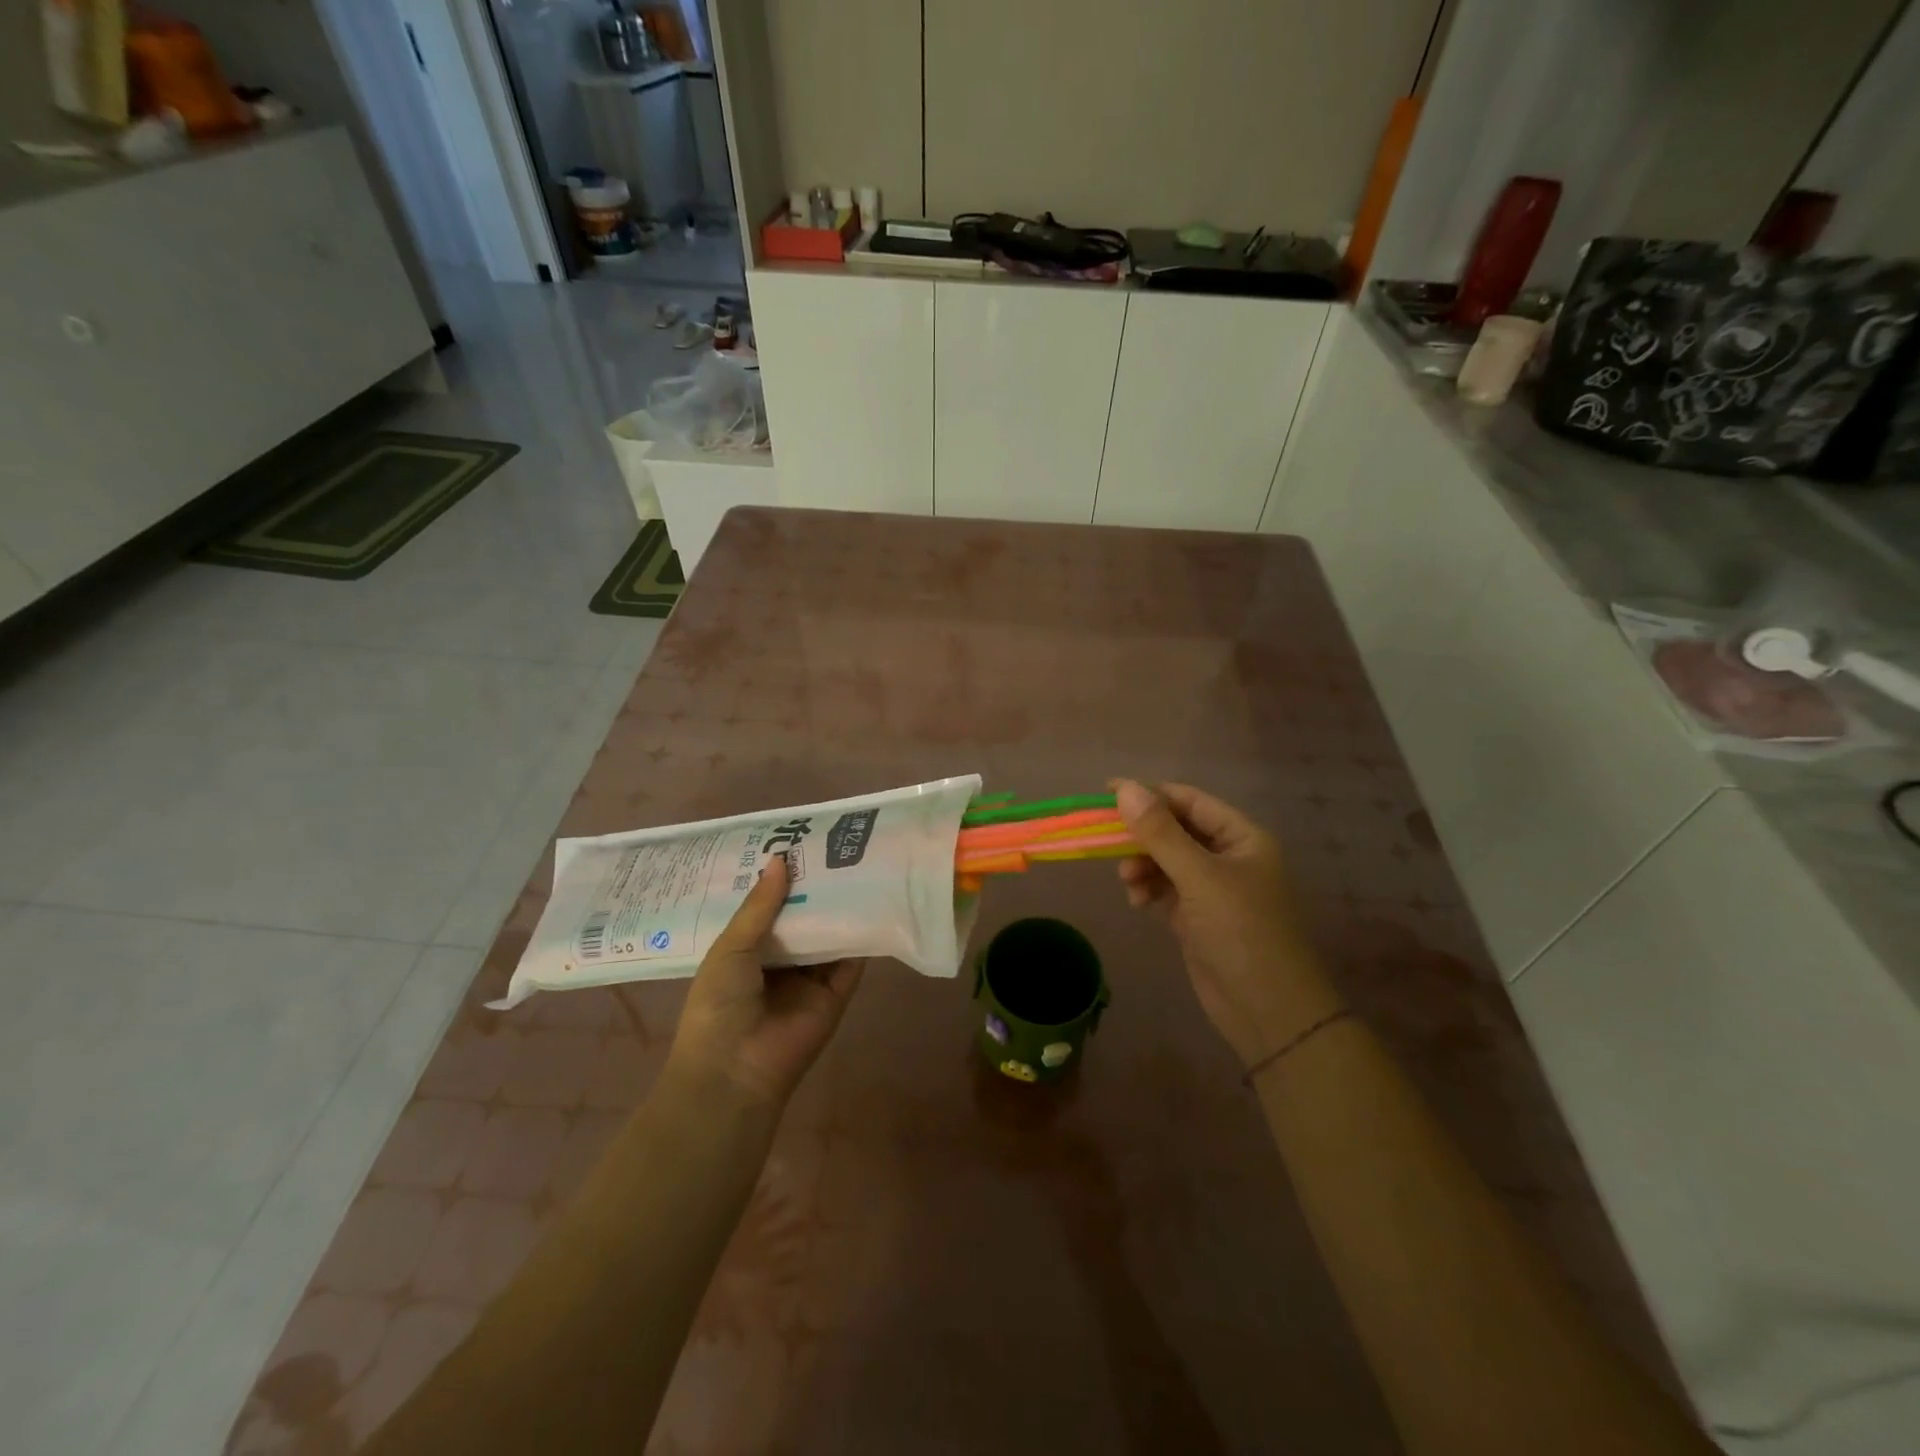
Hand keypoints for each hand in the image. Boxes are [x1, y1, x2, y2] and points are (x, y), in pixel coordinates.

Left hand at [665, 856, 864, 1109]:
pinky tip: (873, 901)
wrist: (736, 1070)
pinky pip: (851, 960)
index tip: (795, 843)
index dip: (780, 880)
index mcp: (746, 952)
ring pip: (829, 935)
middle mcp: (780, 962)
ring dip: (839, 907)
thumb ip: (759, 906)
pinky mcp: (837, 994)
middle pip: (802, 919)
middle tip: (832, 845)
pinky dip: (861, 935)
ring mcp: (810, 979)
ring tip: (856, 862)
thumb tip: (781, 859)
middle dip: (813, 888)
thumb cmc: (718, 1006)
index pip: (767, 909)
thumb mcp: (731, 948)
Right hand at [1114, 780, 1341, 1069]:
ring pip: (1164, 861)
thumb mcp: (1200, 878)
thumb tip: (1125, 788)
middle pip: (1174, 830)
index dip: (1149, 794)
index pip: (1189, 800)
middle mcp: (1227, 857)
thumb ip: (1160, 833)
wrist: (1269, 1012)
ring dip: (1141, 865)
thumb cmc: (1242, 933)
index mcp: (1241, 837)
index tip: (1106, 794)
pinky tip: (1138, 902)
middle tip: (1106, 842)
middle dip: (1142, 836)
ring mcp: (1211, 889)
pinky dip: (1147, 890)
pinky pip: (1163, 889)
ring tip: (1129, 883)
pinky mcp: (1196, 917)